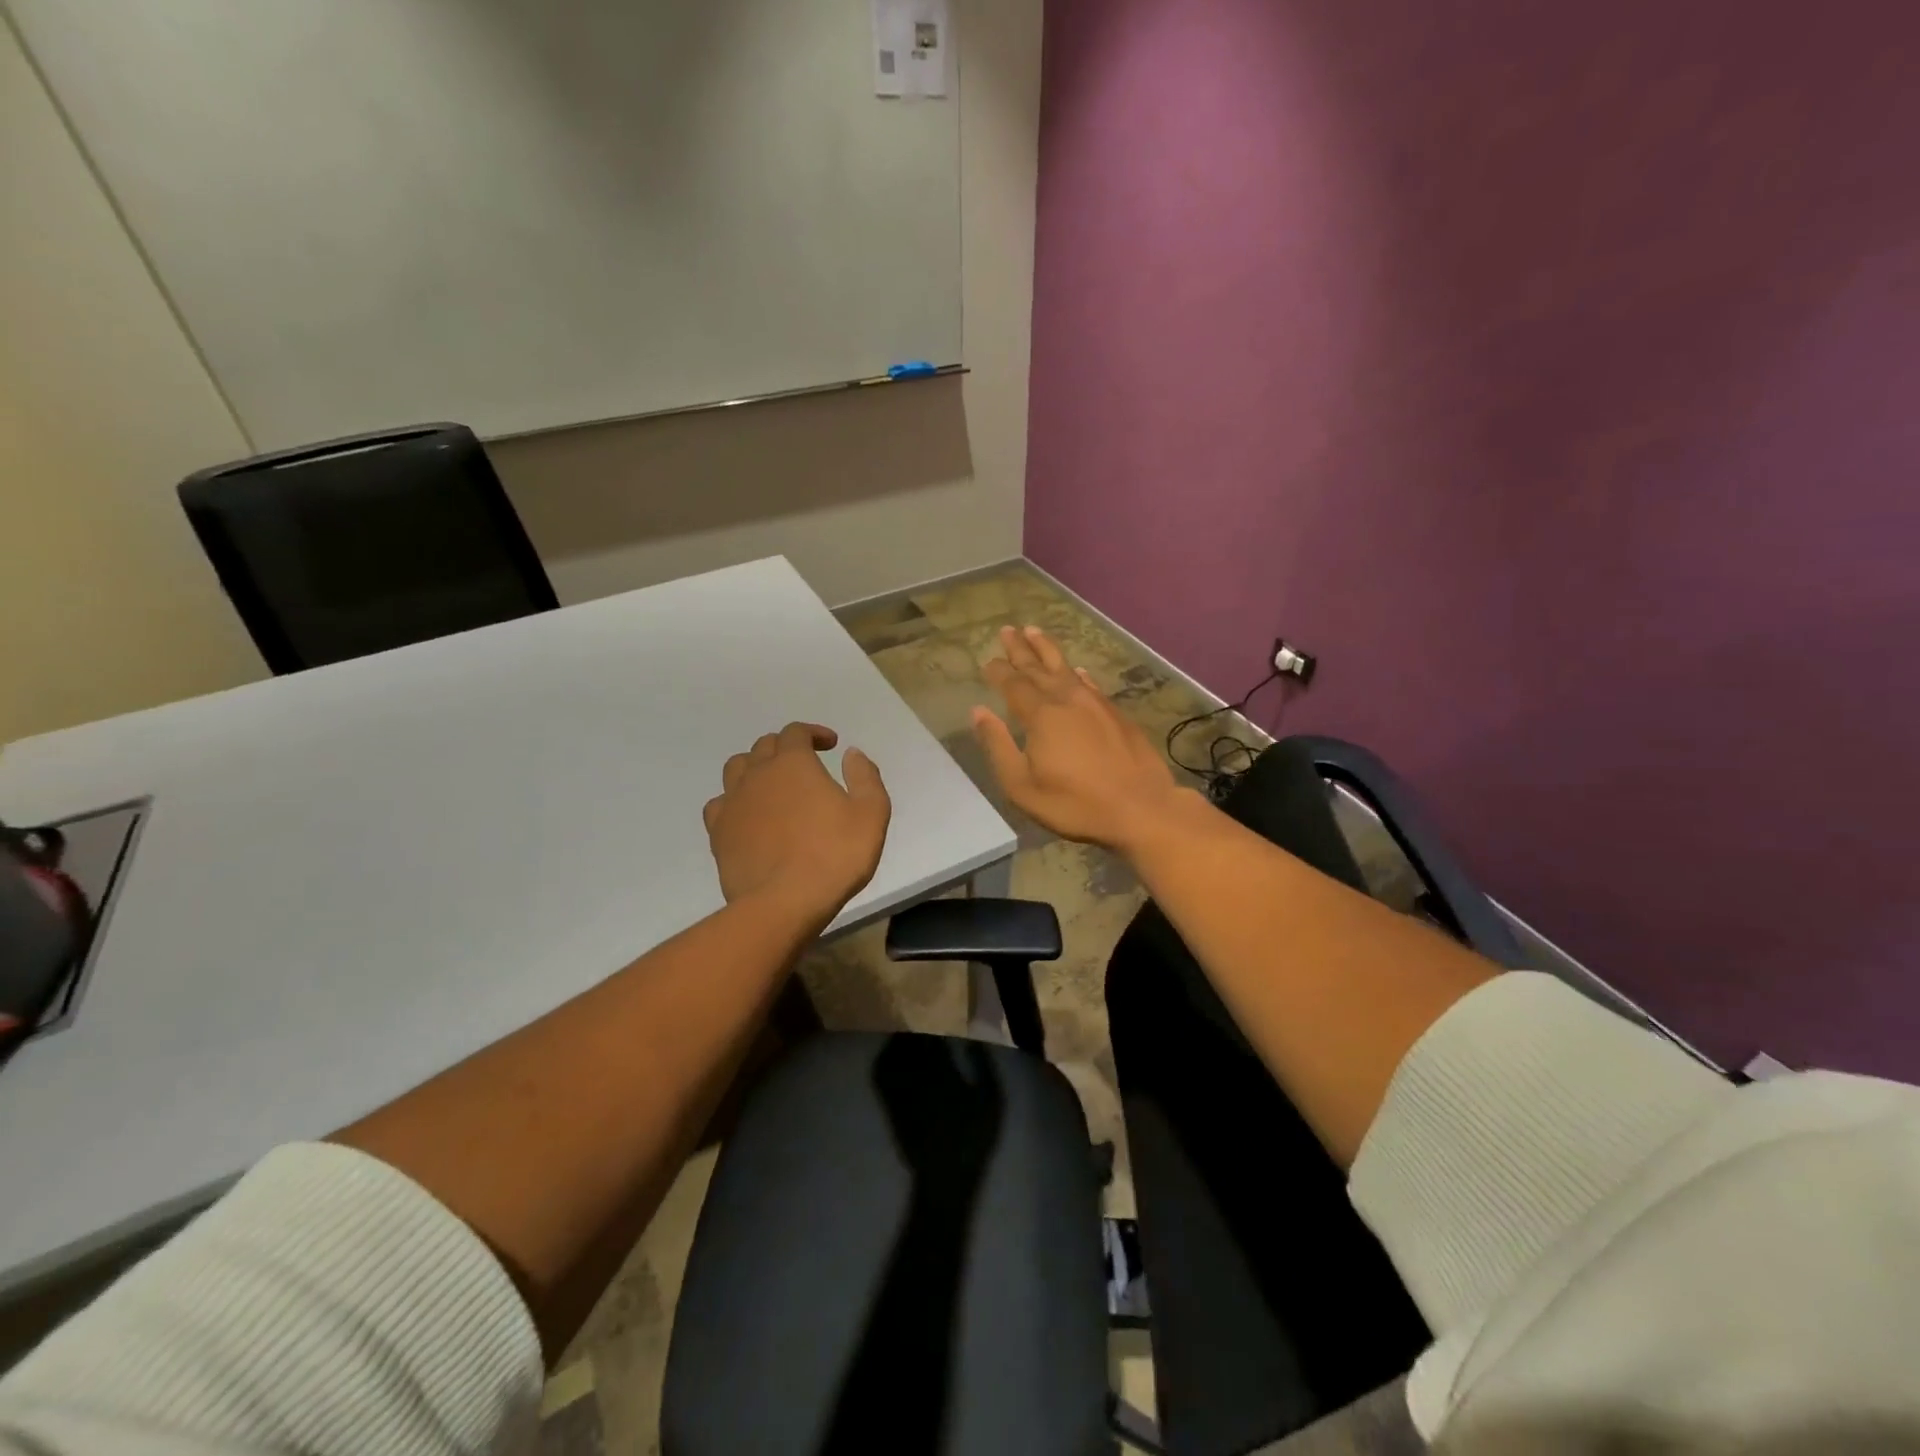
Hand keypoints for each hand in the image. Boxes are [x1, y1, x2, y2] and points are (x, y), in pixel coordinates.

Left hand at [704, 722, 891, 920]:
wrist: (784, 903)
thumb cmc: (834, 856)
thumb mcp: (871, 814)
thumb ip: (865, 778)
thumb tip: (851, 754)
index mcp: (793, 763)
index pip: (796, 732)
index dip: (814, 733)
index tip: (831, 745)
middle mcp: (758, 774)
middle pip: (765, 746)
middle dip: (786, 747)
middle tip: (805, 764)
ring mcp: (733, 803)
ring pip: (737, 768)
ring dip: (756, 767)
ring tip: (772, 784)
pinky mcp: (718, 832)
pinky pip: (720, 803)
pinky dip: (735, 800)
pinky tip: (748, 815)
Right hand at [971, 625, 1185, 852]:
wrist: (1141, 808)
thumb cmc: (1074, 803)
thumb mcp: (1022, 785)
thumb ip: (998, 745)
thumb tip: (978, 711)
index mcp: (1040, 715)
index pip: (1013, 684)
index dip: (999, 671)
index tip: (988, 661)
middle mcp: (1067, 699)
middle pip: (1038, 667)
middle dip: (1020, 649)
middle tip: (1007, 630)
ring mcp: (1095, 704)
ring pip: (1066, 668)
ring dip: (1047, 649)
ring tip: (1034, 632)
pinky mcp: (1117, 714)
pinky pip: (1090, 683)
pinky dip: (1079, 673)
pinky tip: (1077, 670)